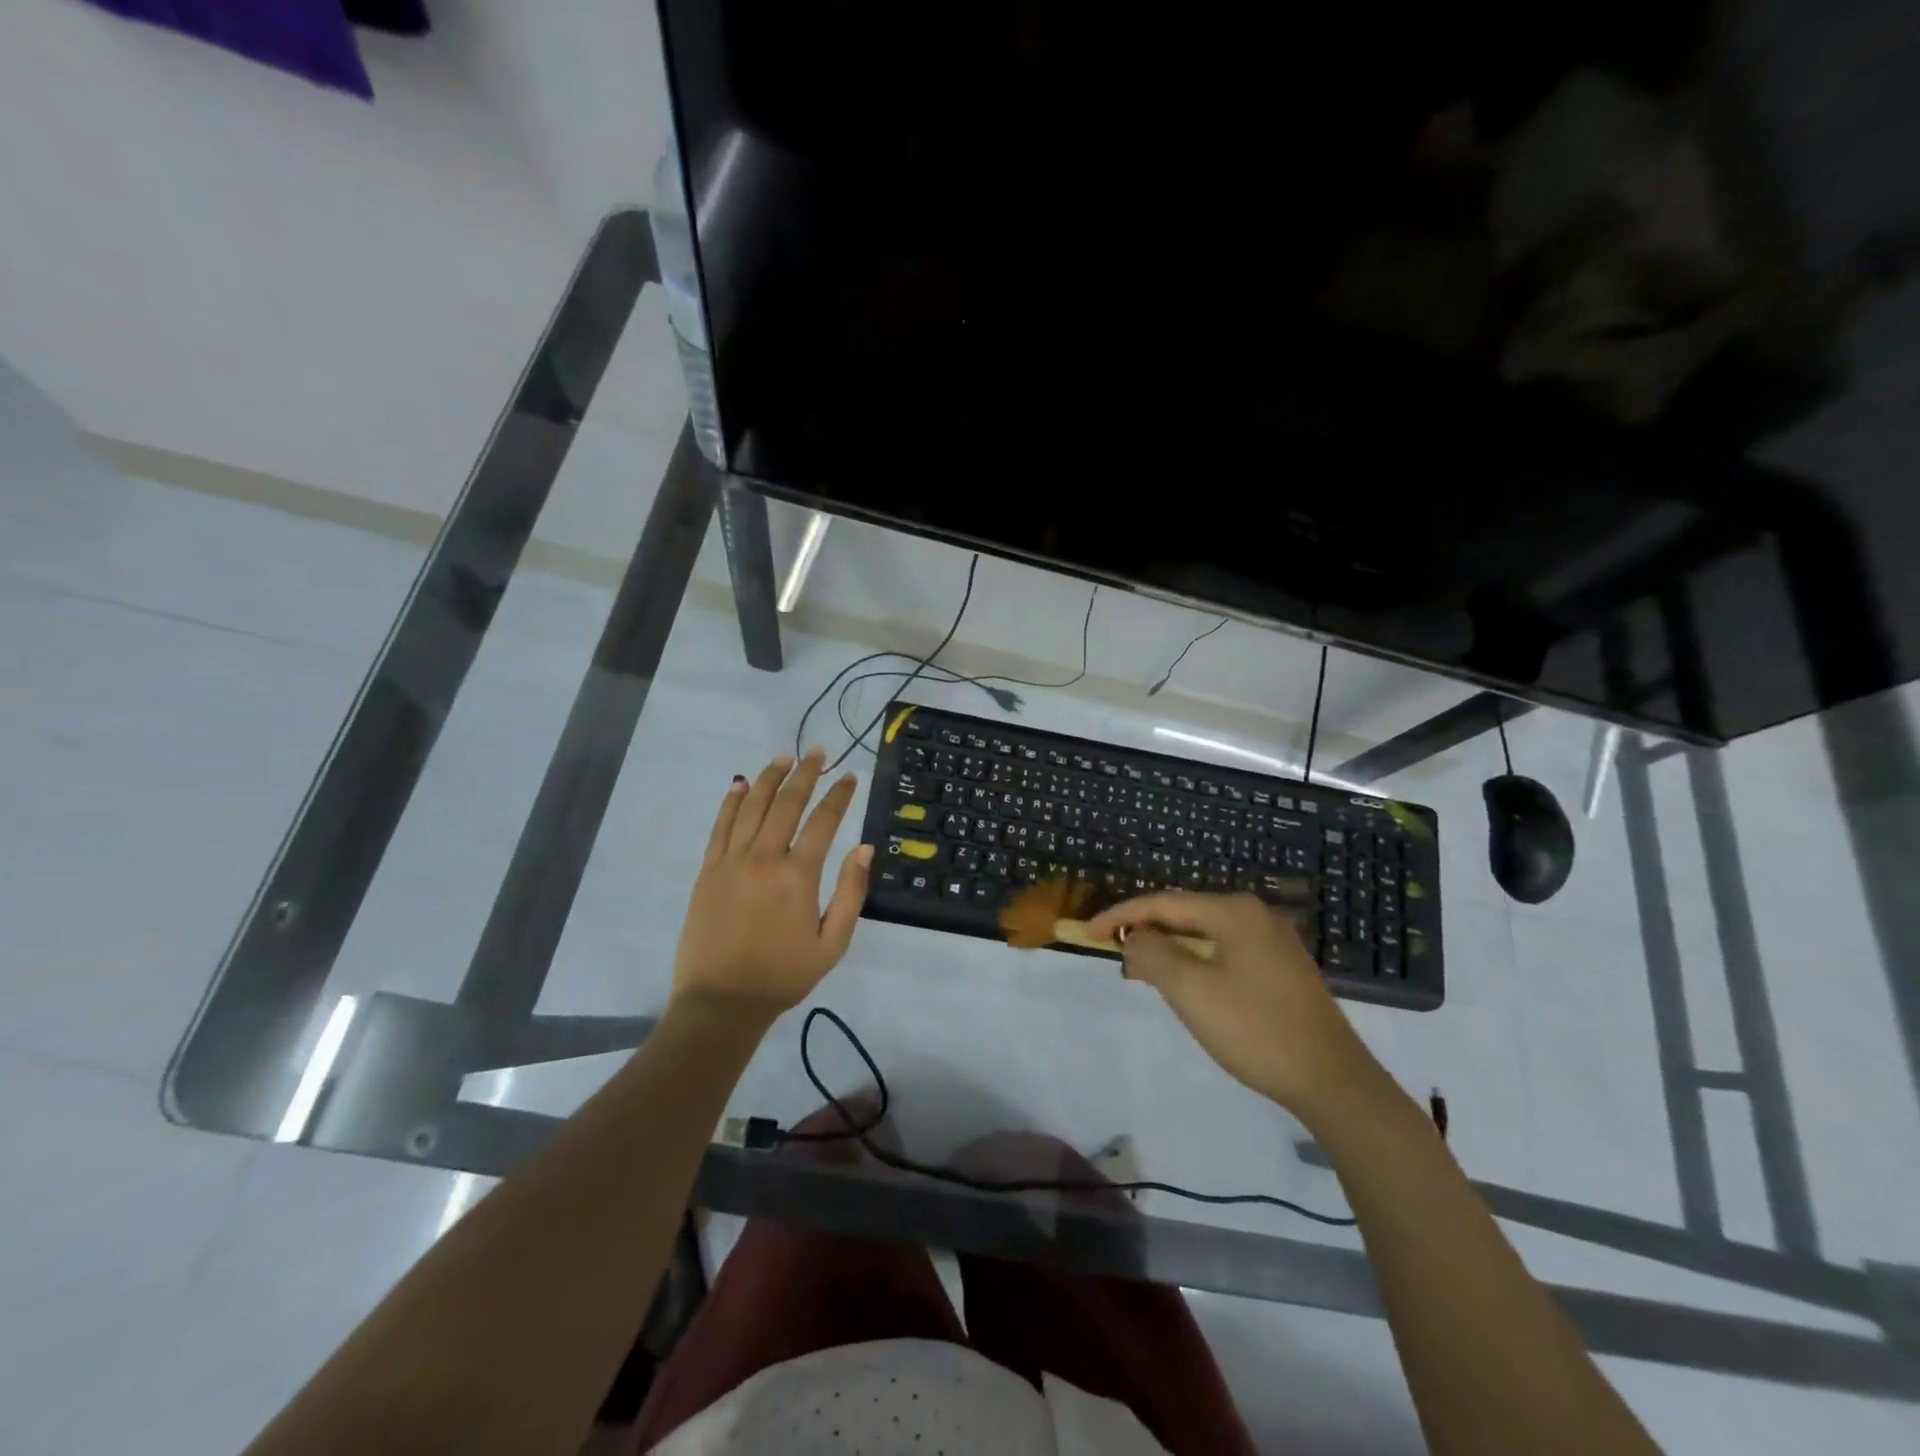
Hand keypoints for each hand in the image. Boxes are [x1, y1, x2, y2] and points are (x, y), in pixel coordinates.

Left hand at [670, 750, 872, 1024]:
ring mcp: (731, 861)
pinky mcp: (708, 870)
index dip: (839, 795)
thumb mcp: (832, 944)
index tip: (849, 775)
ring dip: (769, 778)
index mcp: (798, 876)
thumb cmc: (783, 975)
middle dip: (805, 773)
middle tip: (818, 751)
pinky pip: (721, 826)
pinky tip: (739, 784)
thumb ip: (851, 893)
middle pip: (786, 803)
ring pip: (751, 806)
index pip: (824, 821)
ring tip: (784, 758)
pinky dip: (731, 801)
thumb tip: (865, 849)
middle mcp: (764, 858)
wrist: (721, 1002)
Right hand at [1084, 891, 1389, 1122]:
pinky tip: (1185, 983)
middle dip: (1146, 931)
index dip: (1121, 916)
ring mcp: (1272, 941)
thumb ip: (1152, 954)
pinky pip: (1223, 951)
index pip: (1163, 903)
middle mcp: (1254, 915)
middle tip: (1114, 953)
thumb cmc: (1255, 1029)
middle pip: (1184, 914)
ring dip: (1169, 949)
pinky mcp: (1281, 968)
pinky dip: (1195, 961)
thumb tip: (1135, 937)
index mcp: (1233, 911)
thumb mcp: (1191, 991)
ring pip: (1204, 934)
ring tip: (1141, 970)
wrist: (1332, 1081)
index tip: (1088, 933)